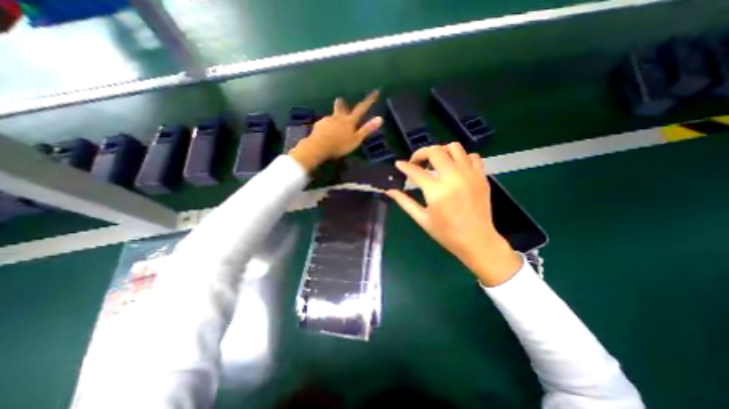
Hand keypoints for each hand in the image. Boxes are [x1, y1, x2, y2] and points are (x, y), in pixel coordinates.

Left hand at [290, 90, 383, 170]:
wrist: (318, 147)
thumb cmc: (340, 145)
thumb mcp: (356, 139)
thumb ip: (367, 129)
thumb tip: (381, 118)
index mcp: (349, 121)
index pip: (361, 108)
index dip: (369, 101)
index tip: (376, 92)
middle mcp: (338, 117)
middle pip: (340, 106)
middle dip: (342, 103)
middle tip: (341, 101)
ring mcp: (327, 120)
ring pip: (332, 116)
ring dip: (334, 118)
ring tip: (334, 126)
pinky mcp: (318, 125)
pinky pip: (324, 124)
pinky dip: (326, 127)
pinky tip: (326, 134)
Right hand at [386, 144, 523, 286]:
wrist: (477, 241)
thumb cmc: (446, 233)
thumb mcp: (422, 218)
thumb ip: (404, 202)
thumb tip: (389, 191)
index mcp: (437, 191)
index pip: (416, 171)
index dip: (404, 166)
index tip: (399, 164)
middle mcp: (454, 177)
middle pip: (435, 151)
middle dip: (421, 153)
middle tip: (416, 163)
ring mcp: (470, 175)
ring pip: (454, 147)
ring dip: (441, 151)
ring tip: (435, 163)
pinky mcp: (481, 176)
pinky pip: (472, 156)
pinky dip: (461, 157)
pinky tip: (454, 168)